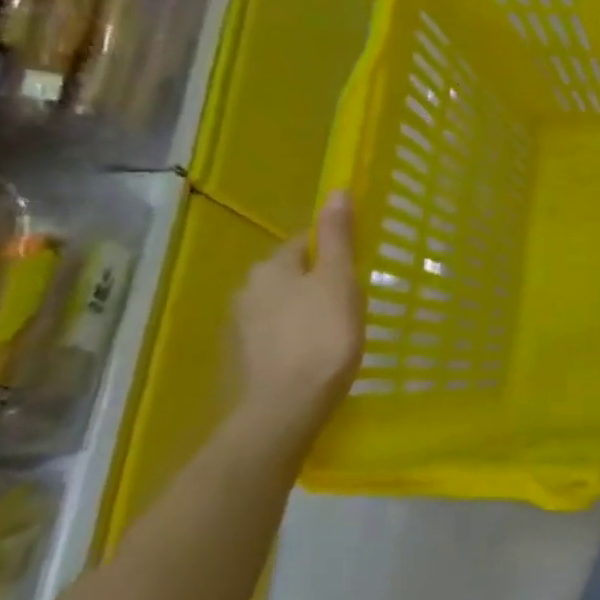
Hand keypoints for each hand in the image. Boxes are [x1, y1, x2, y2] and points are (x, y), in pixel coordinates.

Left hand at [230, 192, 361, 450]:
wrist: (285, 408)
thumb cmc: (322, 336)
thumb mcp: (339, 281)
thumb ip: (339, 237)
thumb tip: (337, 191)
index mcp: (271, 267)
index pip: (306, 242)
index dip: (335, 251)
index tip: (358, 269)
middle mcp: (247, 290)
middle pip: (291, 273)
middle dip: (318, 281)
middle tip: (352, 300)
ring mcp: (240, 327)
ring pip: (282, 305)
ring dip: (305, 310)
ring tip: (337, 329)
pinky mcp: (243, 359)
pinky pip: (275, 334)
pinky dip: (294, 337)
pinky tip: (314, 353)